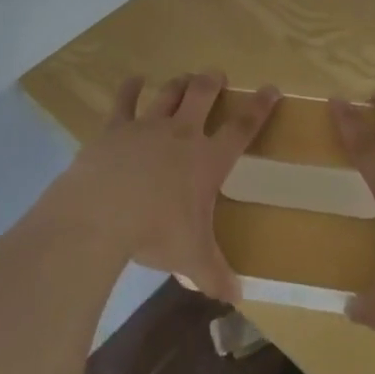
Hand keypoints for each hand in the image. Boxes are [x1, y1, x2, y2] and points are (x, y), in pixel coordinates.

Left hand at [46, 72, 278, 301]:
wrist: (102, 212)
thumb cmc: (155, 233)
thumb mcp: (191, 259)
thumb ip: (215, 275)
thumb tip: (237, 299)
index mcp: (207, 160)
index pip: (242, 128)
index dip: (259, 107)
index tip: (271, 88)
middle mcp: (181, 133)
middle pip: (203, 95)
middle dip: (213, 82)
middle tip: (217, 75)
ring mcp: (147, 125)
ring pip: (169, 92)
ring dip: (179, 83)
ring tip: (185, 77)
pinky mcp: (116, 127)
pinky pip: (125, 100)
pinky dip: (131, 87)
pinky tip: (134, 79)